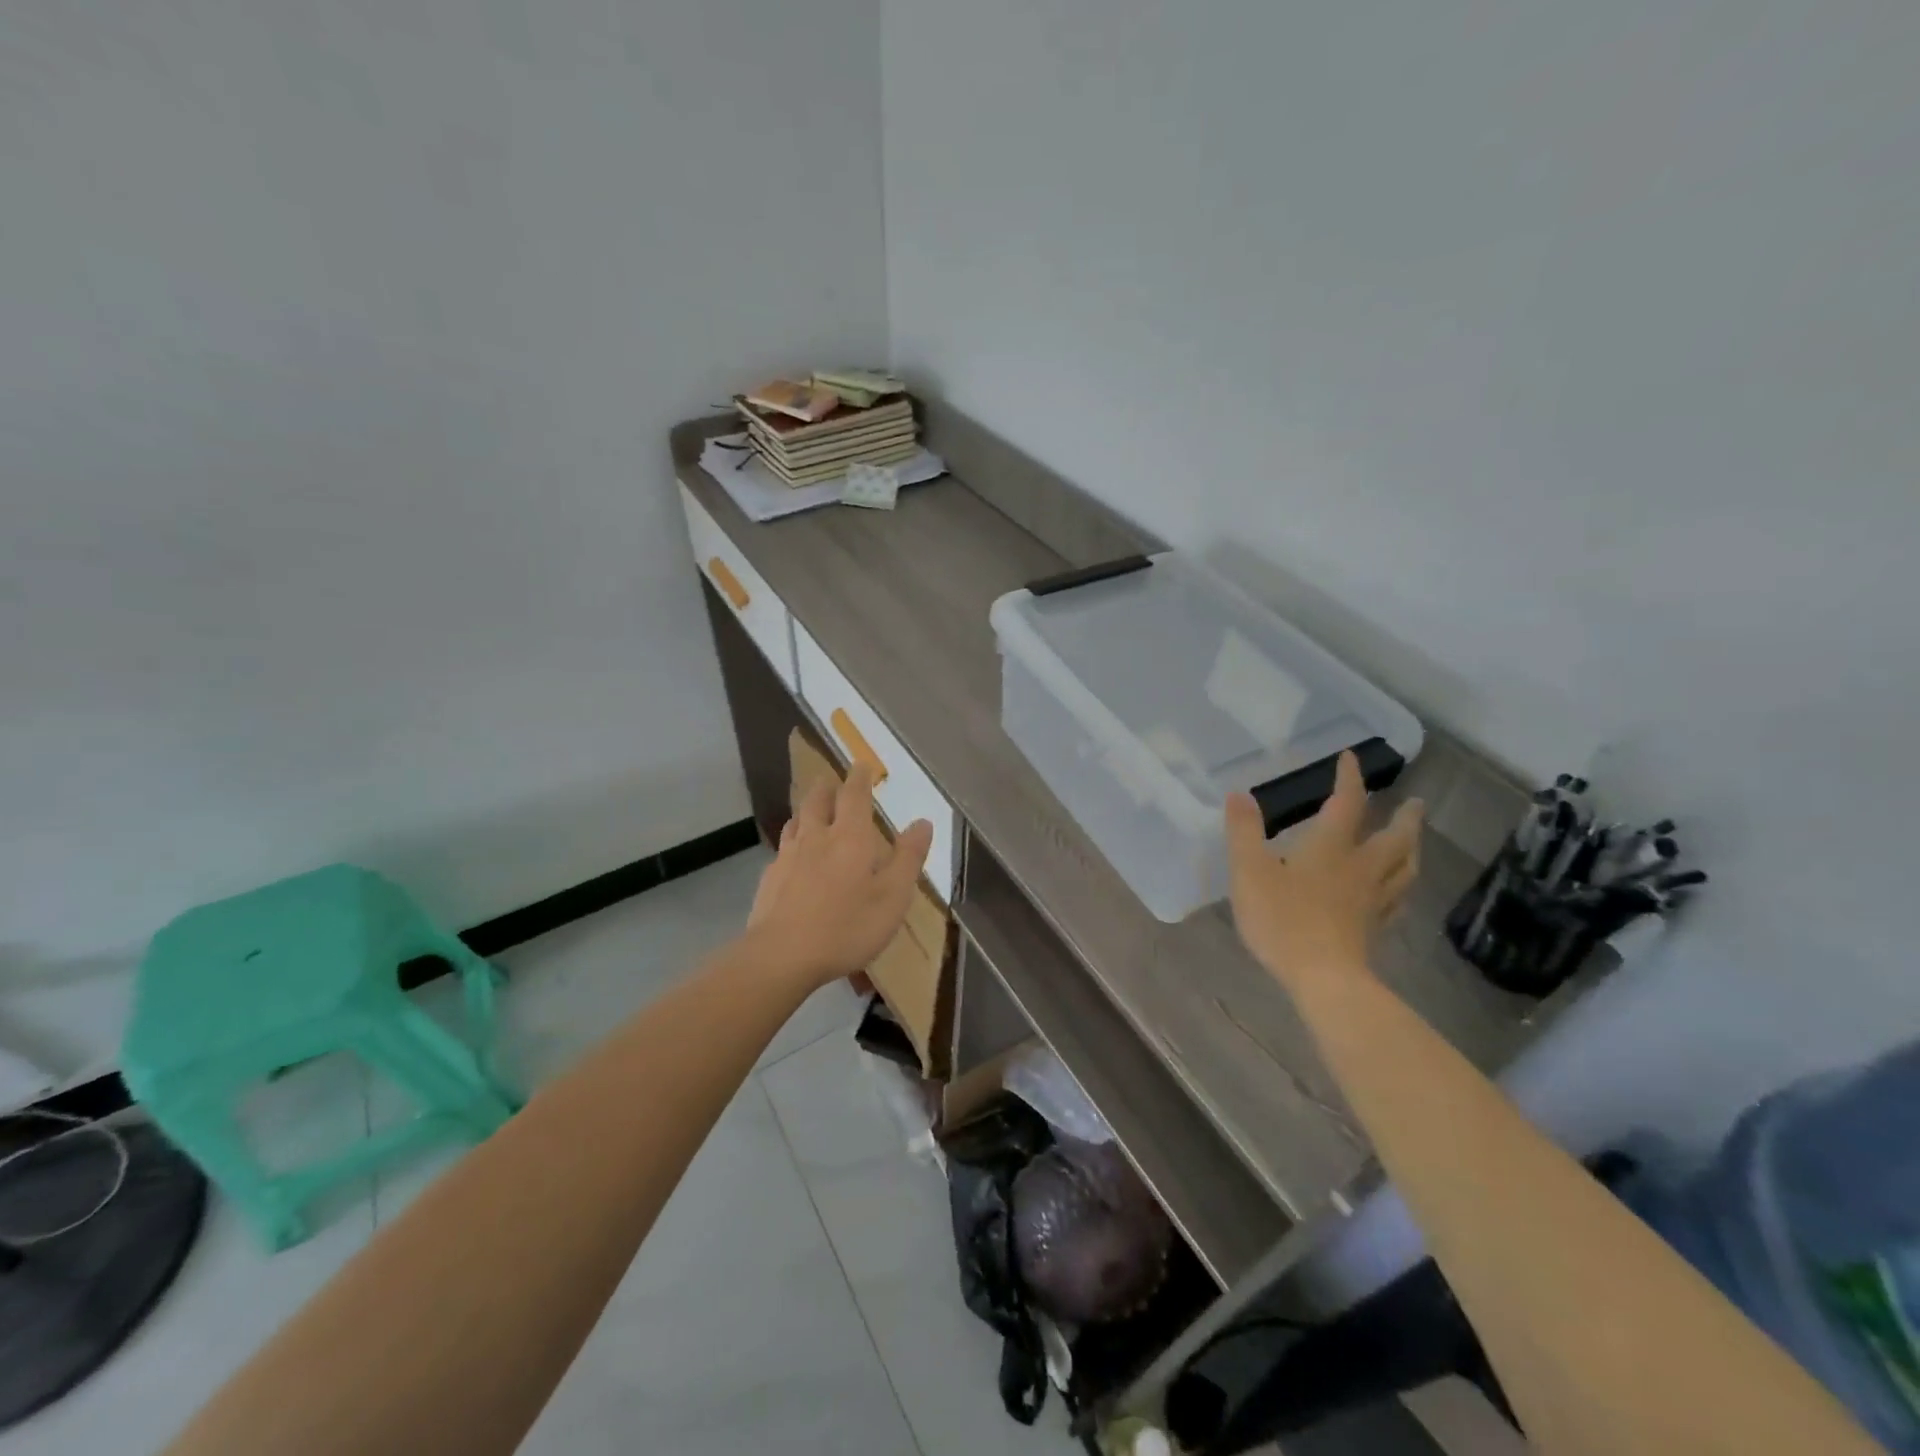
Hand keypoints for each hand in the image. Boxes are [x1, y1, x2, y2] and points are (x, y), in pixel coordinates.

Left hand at [744, 762, 933, 988]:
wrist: (781, 956)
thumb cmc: (846, 926)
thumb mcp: (893, 896)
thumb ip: (908, 858)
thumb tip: (922, 822)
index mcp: (849, 837)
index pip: (854, 796)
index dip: (860, 778)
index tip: (862, 765)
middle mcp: (816, 837)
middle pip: (818, 801)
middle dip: (828, 788)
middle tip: (833, 781)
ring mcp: (788, 857)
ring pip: (796, 822)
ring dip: (806, 811)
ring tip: (812, 811)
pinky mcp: (769, 880)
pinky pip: (783, 849)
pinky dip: (792, 842)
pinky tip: (793, 857)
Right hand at [1225, 750, 1422, 994]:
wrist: (1324, 979)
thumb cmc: (1283, 919)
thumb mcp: (1250, 871)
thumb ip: (1243, 832)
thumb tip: (1238, 794)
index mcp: (1331, 848)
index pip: (1347, 803)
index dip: (1350, 778)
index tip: (1351, 757)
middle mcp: (1360, 868)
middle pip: (1393, 838)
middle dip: (1404, 818)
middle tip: (1415, 803)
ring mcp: (1372, 901)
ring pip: (1403, 869)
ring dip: (1412, 850)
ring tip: (1413, 842)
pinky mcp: (1373, 929)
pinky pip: (1396, 901)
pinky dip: (1401, 888)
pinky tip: (1397, 894)